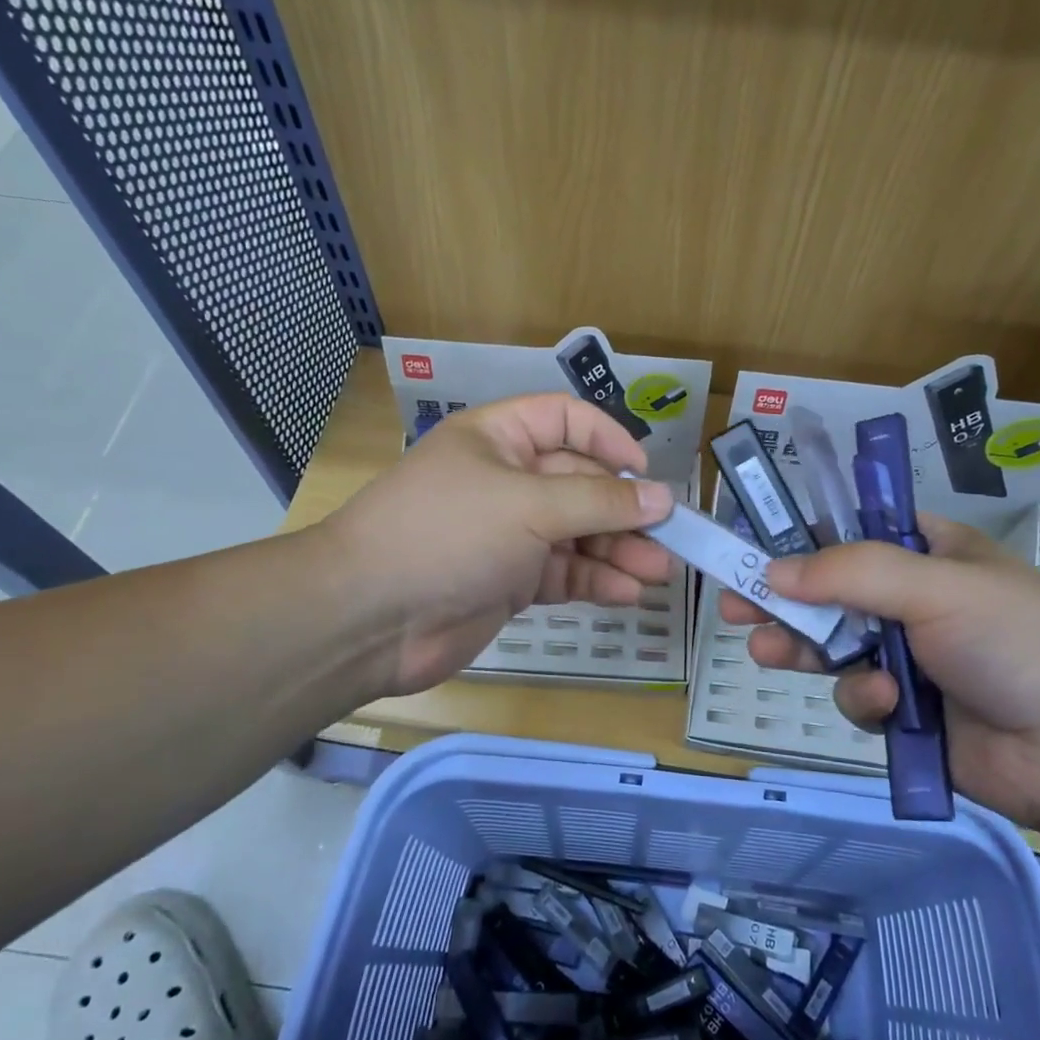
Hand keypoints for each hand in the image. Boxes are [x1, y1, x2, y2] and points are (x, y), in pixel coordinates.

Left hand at [325, 393, 675, 696]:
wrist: (369, 617)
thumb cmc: (449, 534)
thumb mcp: (528, 505)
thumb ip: (599, 502)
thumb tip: (661, 498)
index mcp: (499, 439)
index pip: (565, 421)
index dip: (608, 440)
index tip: (645, 474)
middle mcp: (506, 481)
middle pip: (580, 484)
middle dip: (623, 510)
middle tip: (671, 538)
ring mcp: (508, 534)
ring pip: (576, 534)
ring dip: (617, 551)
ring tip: (658, 572)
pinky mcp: (509, 582)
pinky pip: (562, 574)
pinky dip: (594, 582)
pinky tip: (626, 593)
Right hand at [718, 515, 1039, 828]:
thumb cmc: (1015, 641)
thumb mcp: (936, 586)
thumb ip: (850, 573)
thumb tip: (772, 571)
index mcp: (931, 553)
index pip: (853, 533)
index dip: (804, 538)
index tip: (756, 547)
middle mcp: (914, 600)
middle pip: (830, 592)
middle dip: (783, 599)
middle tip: (733, 604)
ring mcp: (909, 657)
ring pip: (833, 646)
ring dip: (803, 647)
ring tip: (764, 650)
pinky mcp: (904, 711)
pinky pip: (857, 696)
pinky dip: (864, 699)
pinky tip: (887, 706)